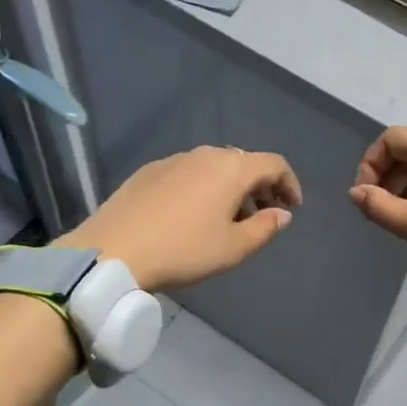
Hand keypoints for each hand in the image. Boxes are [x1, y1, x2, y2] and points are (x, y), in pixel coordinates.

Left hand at [61, 146, 301, 292]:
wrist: (114, 250)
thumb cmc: (183, 250)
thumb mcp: (233, 248)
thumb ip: (264, 228)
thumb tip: (281, 214)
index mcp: (231, 168)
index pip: (273, 164)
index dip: (290, 184)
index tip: (292, 208)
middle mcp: (204, 154)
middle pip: (243, 162)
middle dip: (260, 186)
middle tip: (263, 213)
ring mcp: (173, 160)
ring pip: (213, 166)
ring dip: (230, 187)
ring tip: (228, 217)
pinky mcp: (148, 172)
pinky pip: (187, 173)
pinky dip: (202, 187)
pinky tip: (192, 214)